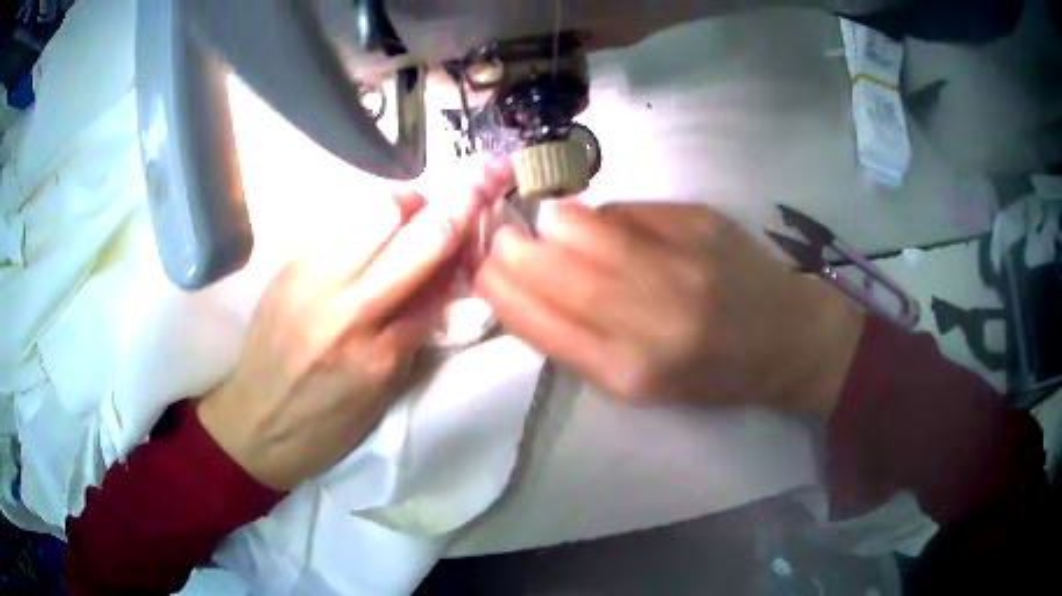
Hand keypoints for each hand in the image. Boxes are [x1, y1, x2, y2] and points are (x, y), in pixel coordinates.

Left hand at [198, 162, 513, 490]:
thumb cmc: (326, 423)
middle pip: (420, 237)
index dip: (472, 244)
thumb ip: (415, 331)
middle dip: (461, 200)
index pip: (442, 285)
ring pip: (377, 212)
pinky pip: (340, 221)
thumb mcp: (383, 392)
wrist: (255, 422)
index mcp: (381, 355)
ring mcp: (313, 280)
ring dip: (410, 202)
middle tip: (481, 179)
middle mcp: (350, 310)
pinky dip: (369, 214)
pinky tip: (372, 227)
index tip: (494, 208)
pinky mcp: (289, 266)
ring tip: (414, 211)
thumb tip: (444, 277)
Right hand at [474, 202, 864, 416]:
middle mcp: (654, 320)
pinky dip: (599, 215)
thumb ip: (583, 342)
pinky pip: (627, 212)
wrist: (785, 340)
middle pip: (558, 272)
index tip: (481, 271)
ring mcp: (681, 265)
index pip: (543, 324)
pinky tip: (596, 222)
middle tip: (501, 238)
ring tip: (545, 225)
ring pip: (586, 231)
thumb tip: (532, 286)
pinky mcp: (701, 225)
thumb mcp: (642, 384)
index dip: (503, 293)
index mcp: (632, 372)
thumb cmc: (711, 373)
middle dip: (515, 251)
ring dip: (553, 225)